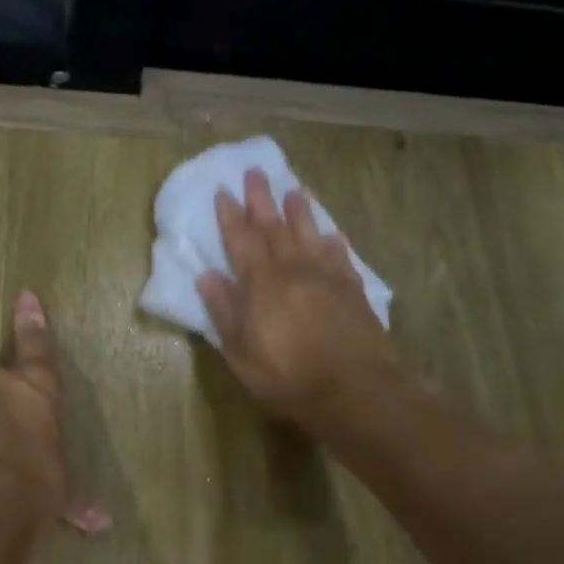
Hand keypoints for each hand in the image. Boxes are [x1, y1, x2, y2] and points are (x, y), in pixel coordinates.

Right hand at [197, 169, 399, 432]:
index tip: (223, 192)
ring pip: (310, 235)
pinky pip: (341, 257)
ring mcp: (327, 277)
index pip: (241, 242)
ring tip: (294, 191)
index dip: (231, 217)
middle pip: (274, 228)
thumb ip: (225, 313)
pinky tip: (331, 235)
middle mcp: (293, 270)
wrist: (355, 390)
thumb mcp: (242, 354)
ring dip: (299, 212)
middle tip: (255, 172)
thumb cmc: (288, 378)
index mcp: (261, 285)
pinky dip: (333, 242)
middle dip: (262, 200)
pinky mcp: (353, 289)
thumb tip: (208, 277)